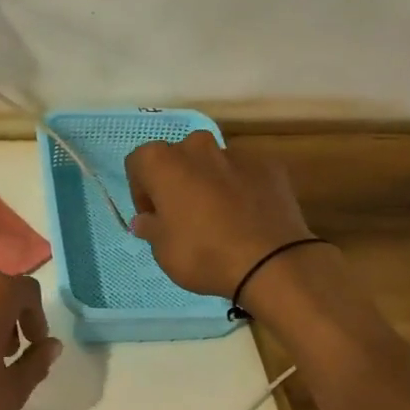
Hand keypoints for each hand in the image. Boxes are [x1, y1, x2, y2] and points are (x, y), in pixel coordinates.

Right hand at [125, 131, 313, 297]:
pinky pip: (244, 173)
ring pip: (213, 163)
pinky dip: (241, 188)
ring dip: (209, 182)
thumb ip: (151, 228)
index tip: (152, 216)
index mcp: (163, 162)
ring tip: (219, 217)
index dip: (140, 190)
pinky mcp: (269, 166)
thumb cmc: (203, 254)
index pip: (138, 162)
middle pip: (178, 157)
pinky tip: (247, 217)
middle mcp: (198, 147)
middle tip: (182, 215)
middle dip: (176, 180)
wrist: (270, 262)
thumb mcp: (163, 250)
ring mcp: (237, 154)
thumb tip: (146, 220)